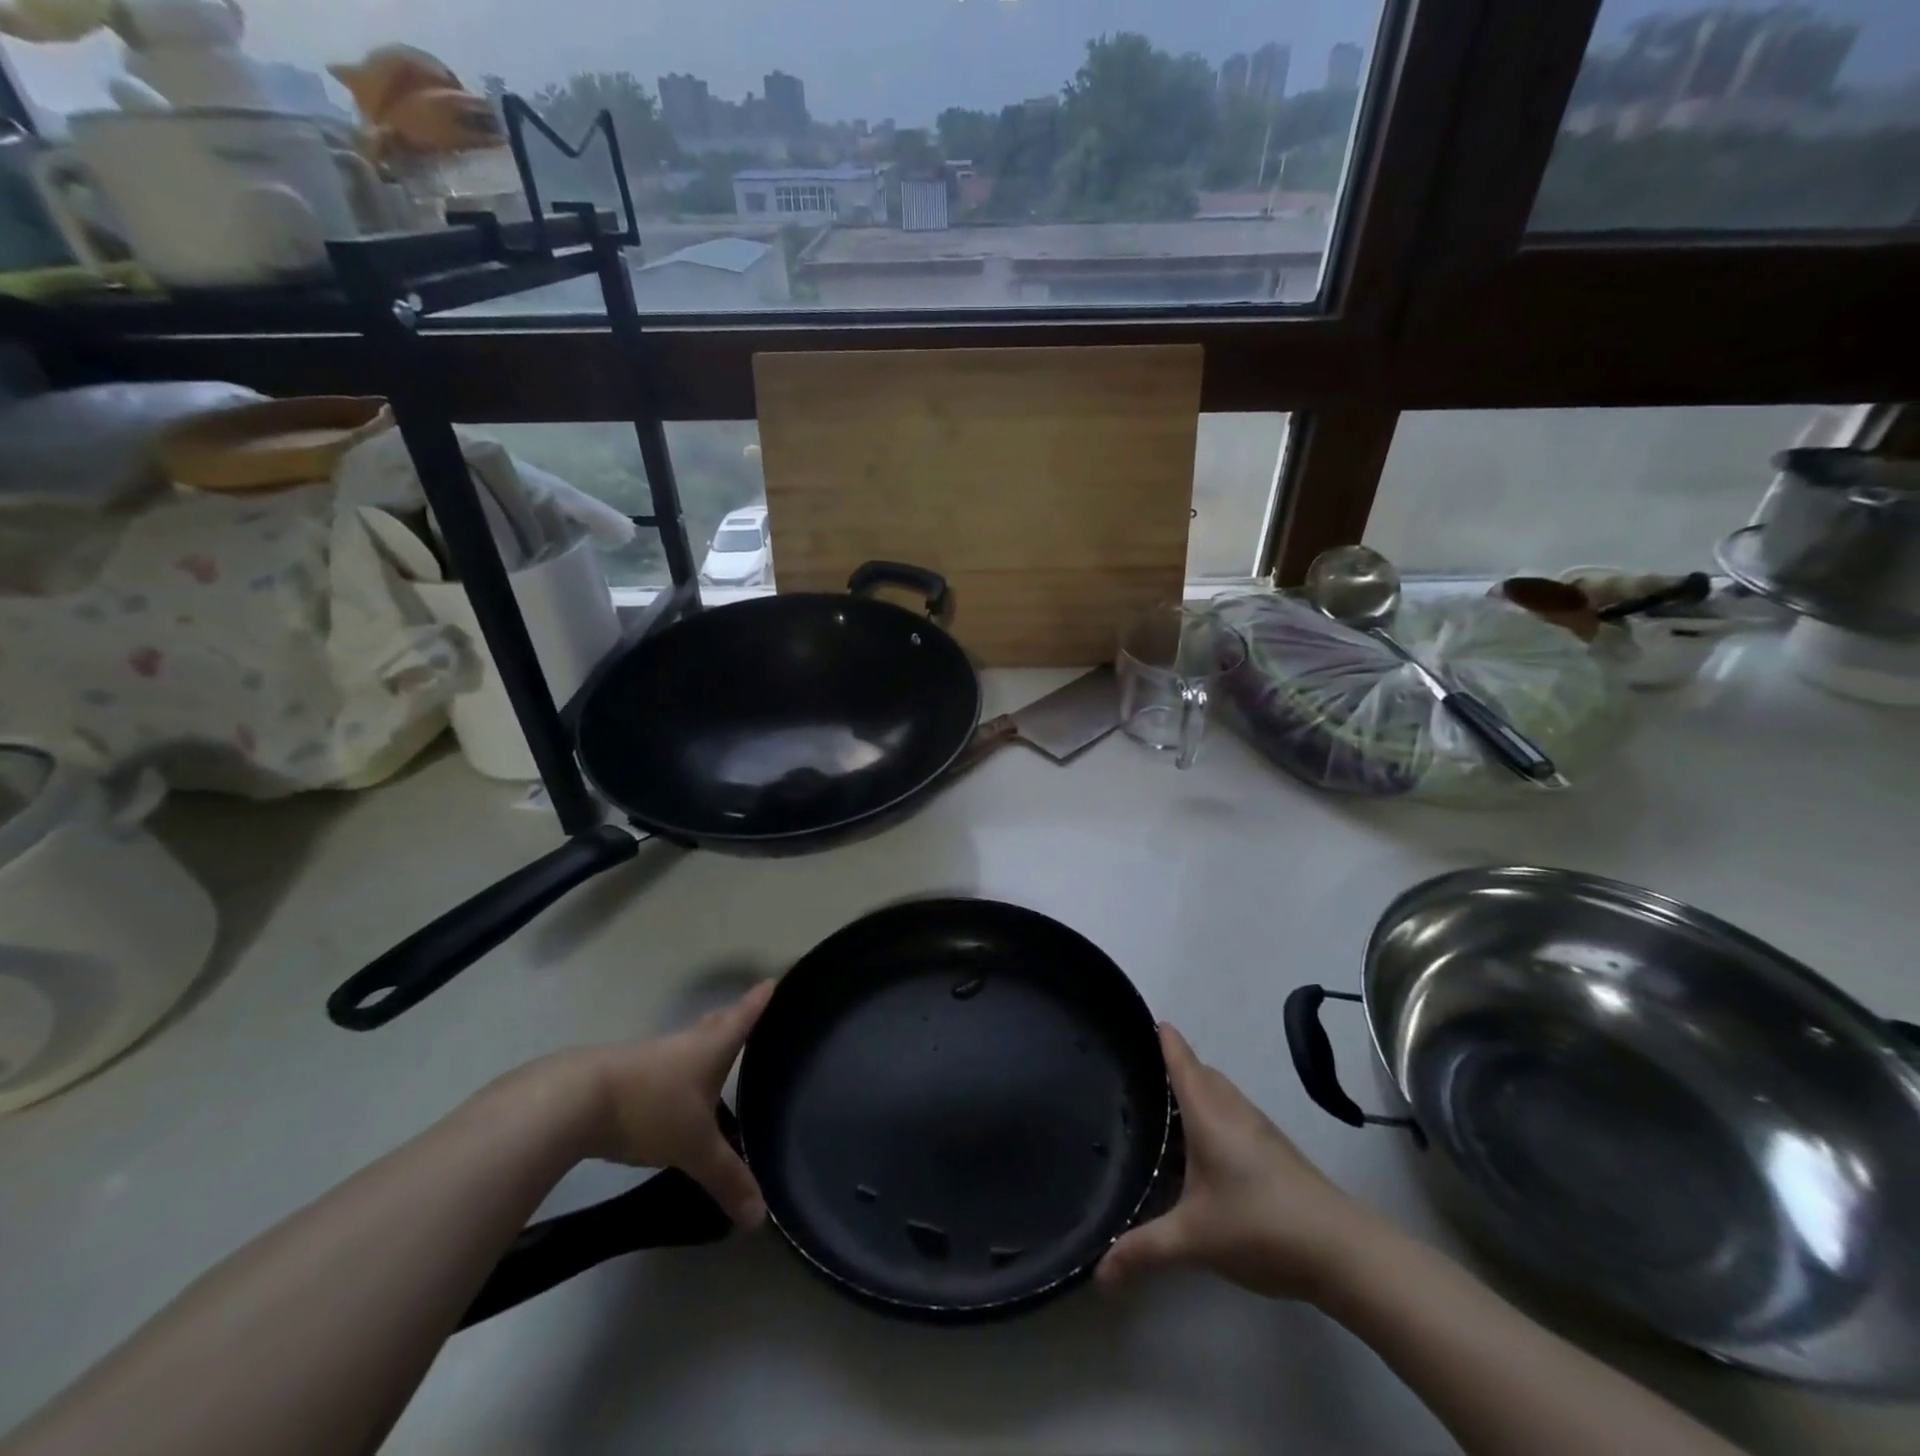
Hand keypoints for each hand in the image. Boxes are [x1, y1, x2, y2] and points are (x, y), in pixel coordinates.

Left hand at [556, 981, 774, 1228]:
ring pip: (690, 1043)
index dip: (762, 999)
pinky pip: (666, 1065)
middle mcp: (687, 1042)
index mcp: (711, 1046)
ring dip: (706, 1043)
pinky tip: (677, 1089)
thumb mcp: (695, 1148)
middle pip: (717, 1022)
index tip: (775, 979)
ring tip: (719, 1053)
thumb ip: (727, 1179)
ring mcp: (654, 1056)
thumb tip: (760, 1217)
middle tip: (753, 1009)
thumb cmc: (651, 1108)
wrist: (575, 1102)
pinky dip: (679, 1069)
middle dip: (736, 1016)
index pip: (745, 1015)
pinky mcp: (627, 1074)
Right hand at [1098, 1023, 1373, 1302]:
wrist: (1342, 1251)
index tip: (1142, 1019)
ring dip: (1196, 1090)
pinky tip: (1204, 1149)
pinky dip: (1213, 1114)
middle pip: (1201, 1071)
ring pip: (1220, 1093)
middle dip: (1174, 1064)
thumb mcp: (1193, 1238)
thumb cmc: (1259, 1226)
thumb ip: (1144, 1249)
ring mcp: (1258, 1128)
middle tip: (1139, 1073)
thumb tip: (1098, 1273)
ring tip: (1164, 1108)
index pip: (1180, 1059)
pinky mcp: (1275, 1150)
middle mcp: (1232, 1109)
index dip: (1162, 1037)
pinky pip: (1233, 1114)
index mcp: (1207, 1112)